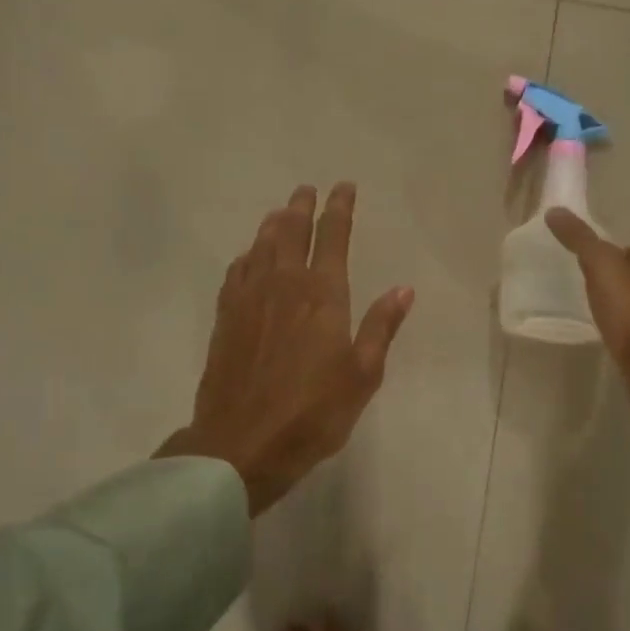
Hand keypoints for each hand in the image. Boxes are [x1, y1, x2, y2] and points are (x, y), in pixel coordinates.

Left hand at [160, 184, 413, 516]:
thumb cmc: (314, 411)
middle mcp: (284, 285)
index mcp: (322, 294)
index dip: (339, 209)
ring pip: (261, 246)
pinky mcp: (225, 317)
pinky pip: (237, 272)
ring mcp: (249, 299)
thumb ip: (381, 327)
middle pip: (291, 232)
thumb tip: (403, 289)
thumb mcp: (362, 374)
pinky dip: (247, 255)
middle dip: (302, 207)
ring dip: (273, 224)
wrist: (242, 443)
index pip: (332, 237)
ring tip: (281, 212)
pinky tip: (249, 256)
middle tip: (307, 190)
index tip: (343, 187)